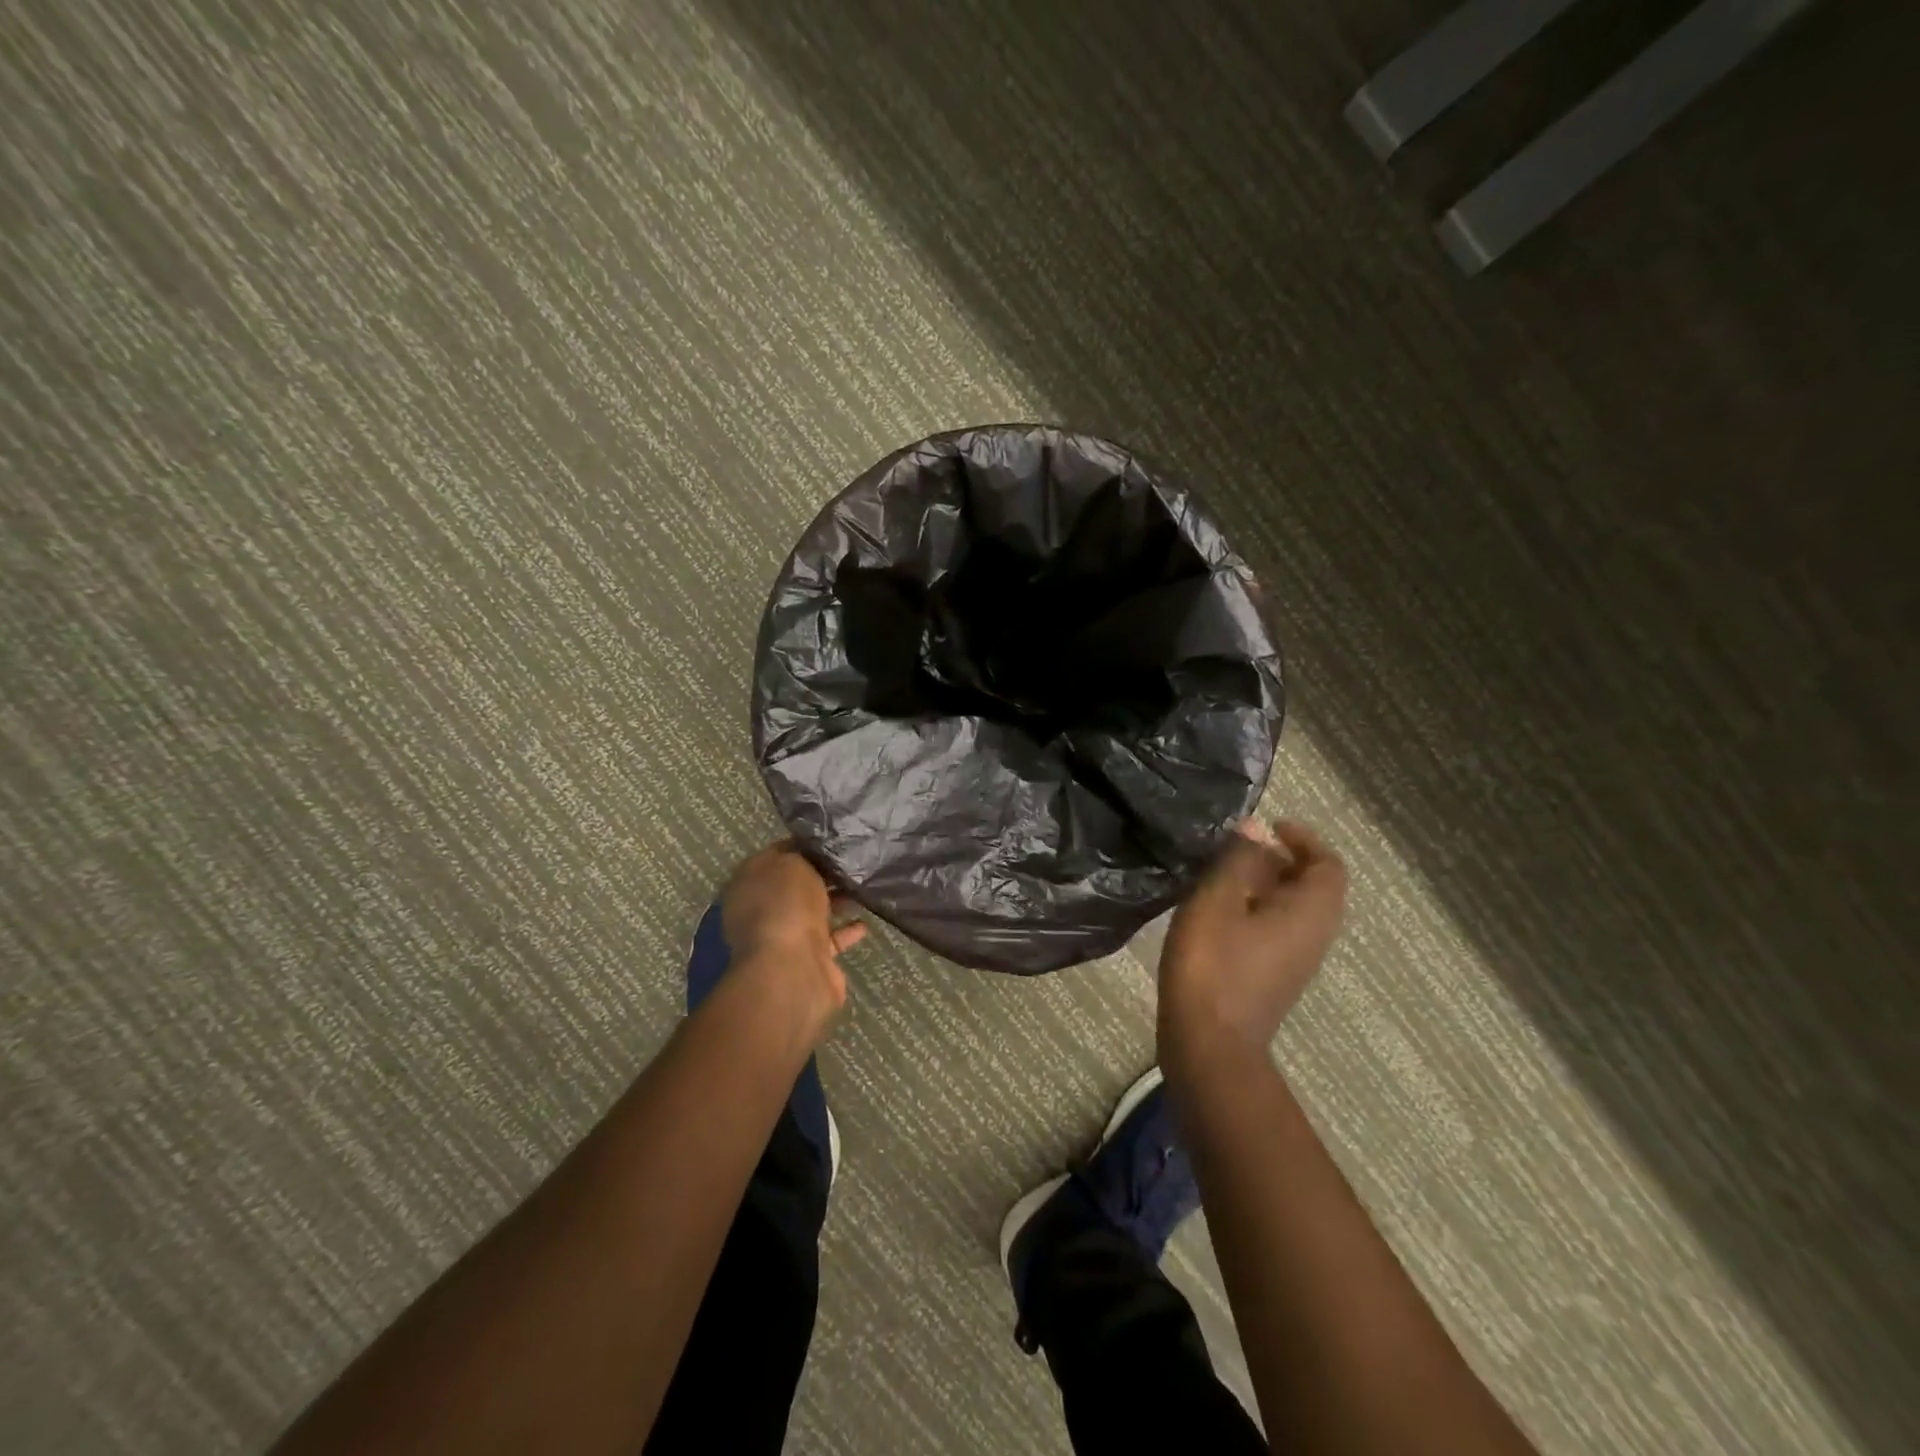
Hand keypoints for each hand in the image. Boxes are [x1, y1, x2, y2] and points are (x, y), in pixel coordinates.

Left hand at [720, 842, 866, 1033]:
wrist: (793, 969)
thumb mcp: (792, 863)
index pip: (774, 856)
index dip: (800, 847)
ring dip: (835, 902)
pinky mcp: (808, 960)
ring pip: (812, 912)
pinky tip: (864, 922)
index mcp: (748, 884)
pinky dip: (846, 931)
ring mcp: (783, 937)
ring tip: (862, 887)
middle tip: (850, 862)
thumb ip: (801, 855)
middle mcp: (761, 911)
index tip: (828, 841)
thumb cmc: (786, 906)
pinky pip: (830, 939)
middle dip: (820, 875)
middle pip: (794, 887)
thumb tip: (810, 855)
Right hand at [1158, 819, 1346, 1072]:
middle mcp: (1314, 936)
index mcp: (1310, 913)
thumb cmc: (1213, 964)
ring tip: (1222, 877)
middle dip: (1280, 861)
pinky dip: (1256, 911)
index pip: (1328, 864)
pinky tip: (1217, 914)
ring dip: (1265, 886)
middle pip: (1313, 887)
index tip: (1268, 828)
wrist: (1208, 1043)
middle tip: (1238, 850)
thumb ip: (1239, 859)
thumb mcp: (1218, 899)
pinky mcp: (1274, 979)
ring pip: (1293, 911)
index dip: (1303, 839)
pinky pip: (1277, 931)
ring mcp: (1296, 962)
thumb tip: (1256, 829)